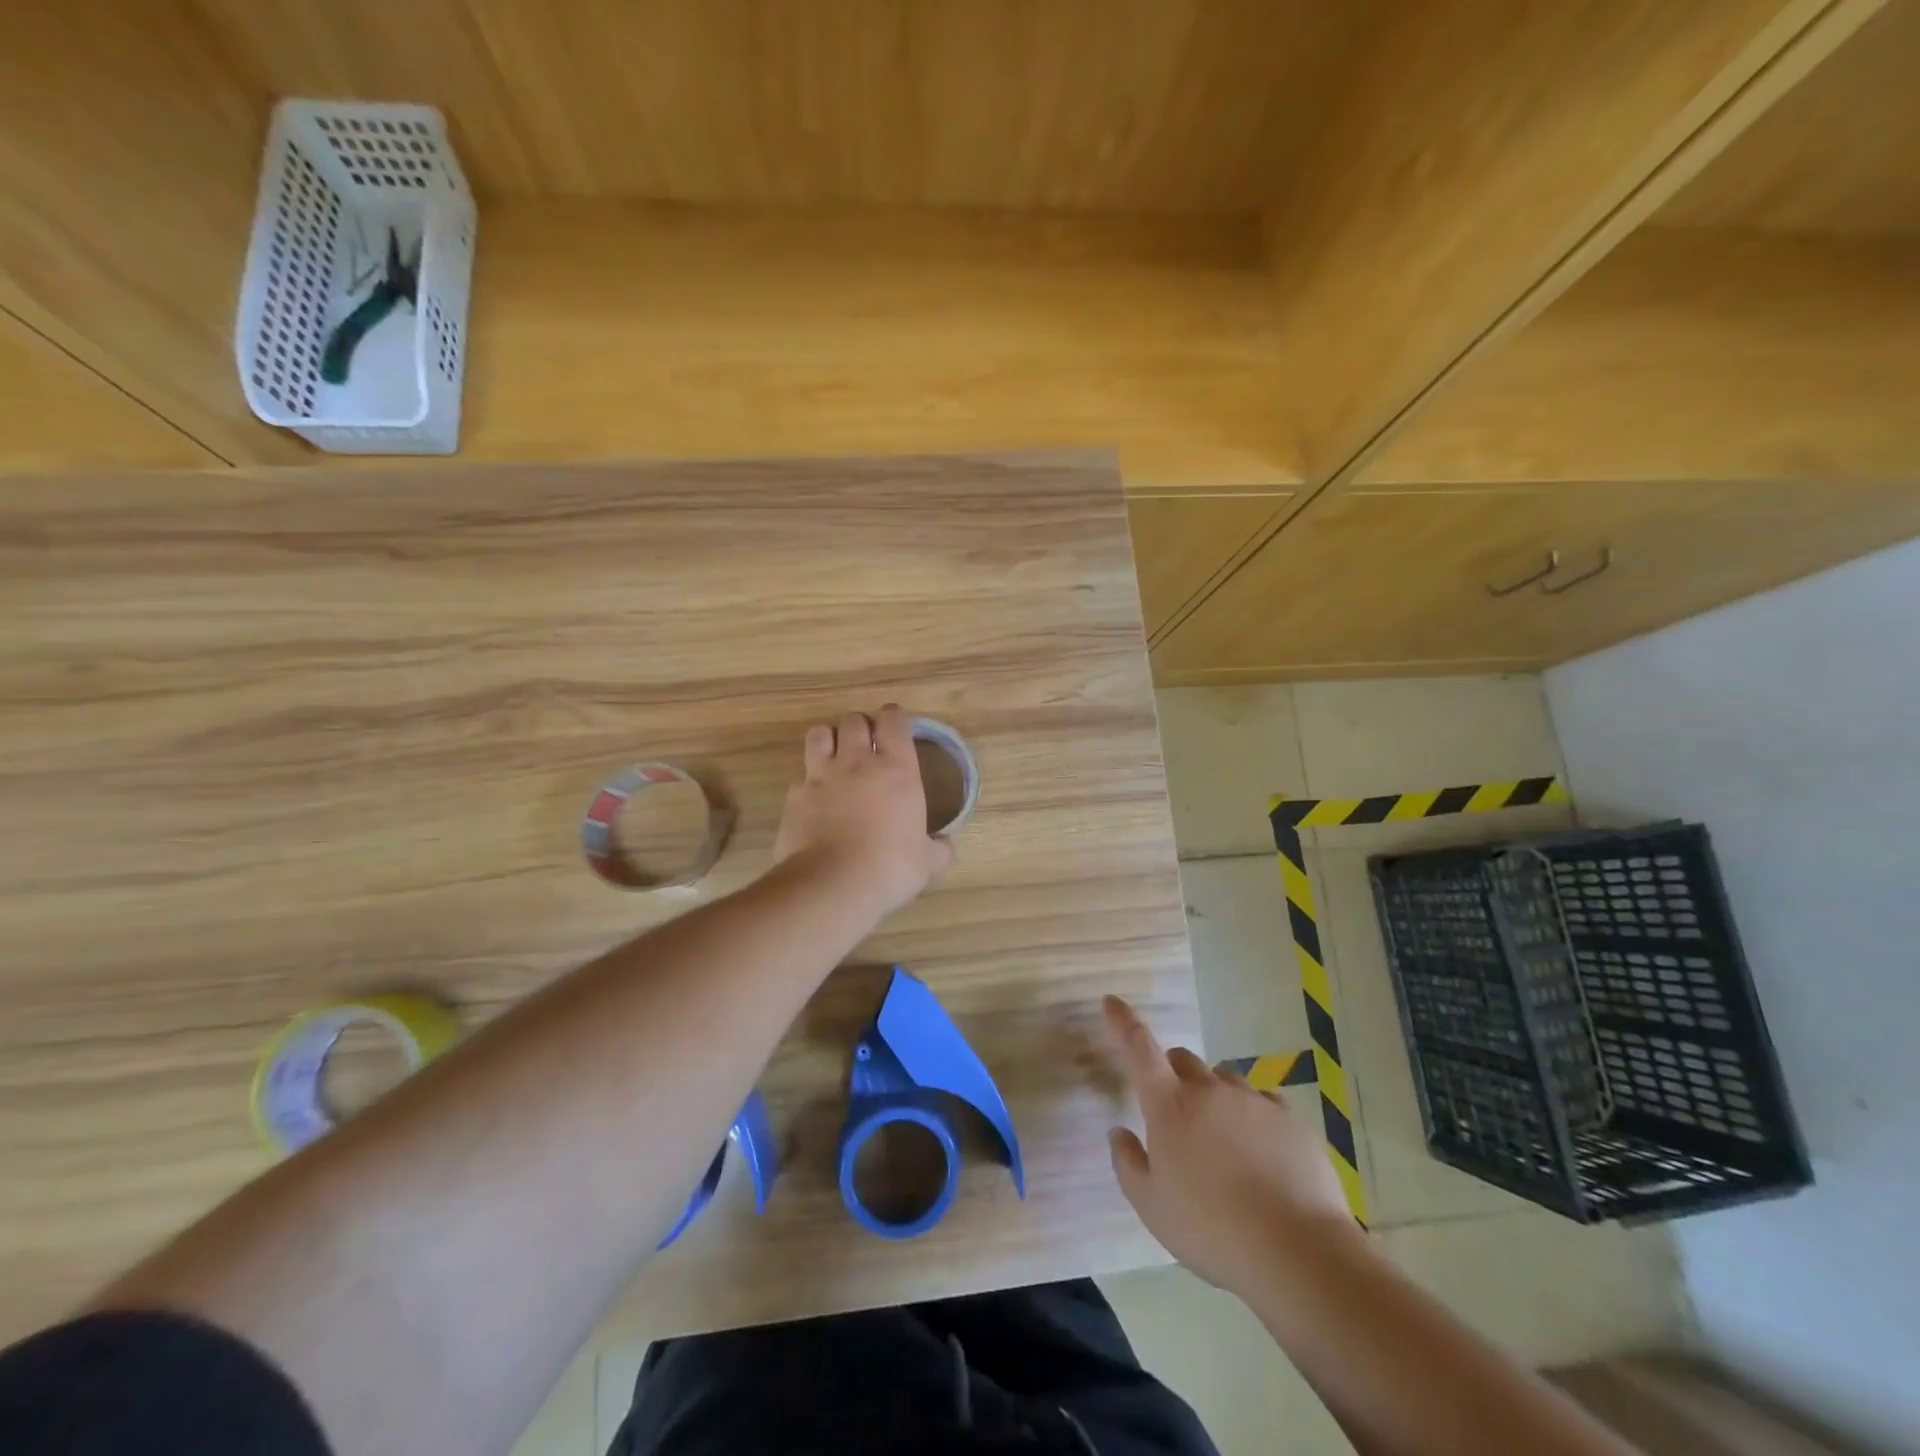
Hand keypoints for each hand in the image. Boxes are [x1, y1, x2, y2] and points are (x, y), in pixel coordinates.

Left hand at [773, 706, 956, 917]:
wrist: (832, 884)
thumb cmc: (890, 867)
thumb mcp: (927, 863)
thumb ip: (939, 849)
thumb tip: (948, 845)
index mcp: (896, 769)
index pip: (893, 719)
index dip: (894, 717)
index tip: (895, 727)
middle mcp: (857, 763)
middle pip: (853, 720)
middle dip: (860, 727)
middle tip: (866, 745)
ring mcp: (821, 776)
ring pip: (819, 734)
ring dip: (828, 739)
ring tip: (834, 756)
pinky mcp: (794, 796)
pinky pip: (800, 775)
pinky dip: (807, 781)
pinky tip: (814, 798)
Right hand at [1105, 995, 1355, 1296]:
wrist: (1296, 1249)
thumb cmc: (1211, 1229)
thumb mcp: (1152, 1207)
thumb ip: (1128, 1164)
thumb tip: (1119, 1133)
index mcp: (1170, 1104)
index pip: (1139, 1047)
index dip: (1123, 1021)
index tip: (1112, 1001)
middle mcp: (1209, 1090)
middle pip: (1184, 1059)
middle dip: (1174, 1075)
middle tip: (1177, 1114)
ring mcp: (1253, 1100)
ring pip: (1224, 1080)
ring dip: (1215, 1096)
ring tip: (1223, 1141)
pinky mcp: (1290, 1118)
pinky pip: (1263, 1102)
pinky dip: (1253, 1116)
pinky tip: (1261, 1153)